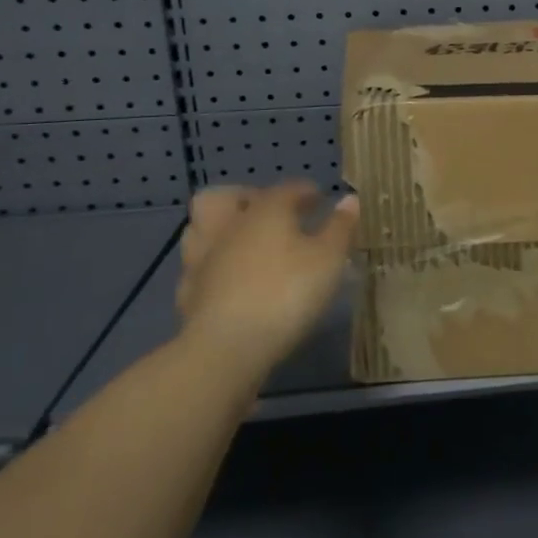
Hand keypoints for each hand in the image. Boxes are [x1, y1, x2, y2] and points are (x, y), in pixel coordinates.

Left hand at [176, 182, 358, 384]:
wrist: (227, 349)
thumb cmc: (287, 293)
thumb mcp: (329, 259)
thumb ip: (340, 227)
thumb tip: (349, 200)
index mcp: (264, 211)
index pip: (286, 189)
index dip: (306, 191)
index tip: (321, 200)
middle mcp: (228, 227)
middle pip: (223, 197)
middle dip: (245, 198)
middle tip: (270, 214)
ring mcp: (201, 260)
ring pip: (200, 229)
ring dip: (221, 230)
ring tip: (248, 244)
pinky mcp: (188, 294)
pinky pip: (197, 269)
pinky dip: (213, 268)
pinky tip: (230, 280)